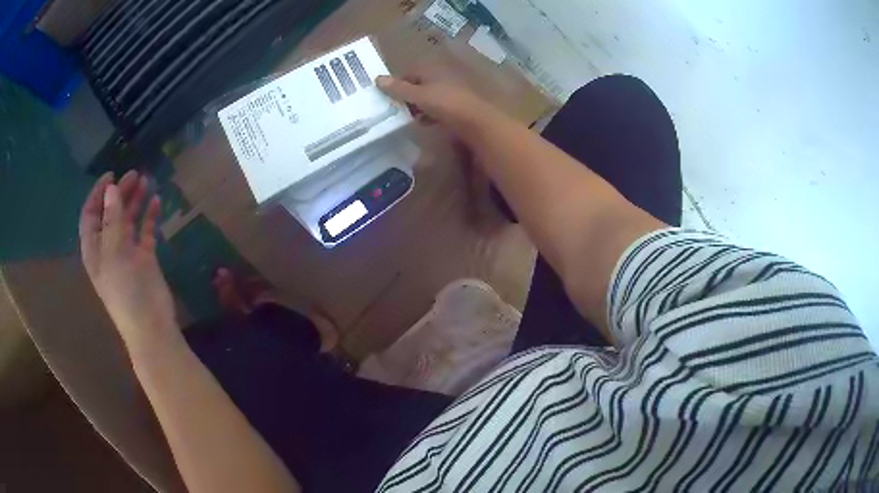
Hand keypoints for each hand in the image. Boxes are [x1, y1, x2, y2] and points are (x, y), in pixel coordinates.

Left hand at [79, 171, 178, 351]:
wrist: (151, 326)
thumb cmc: (126, 292)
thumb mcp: (114, 253)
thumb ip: (112, 220)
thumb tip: (111, 189)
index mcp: (95, 249)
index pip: (90, 215)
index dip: (97, 194)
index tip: (111, 175)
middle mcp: (108, 248)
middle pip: (110, 214)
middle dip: (119, 193)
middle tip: (134, 175)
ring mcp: (127, 253)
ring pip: (128, 220)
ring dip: (135, 201)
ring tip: (146, 181)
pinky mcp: (145, 258)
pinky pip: (145, 231)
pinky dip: (149, 217)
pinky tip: (157, 202)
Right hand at [377, 75, 503, 141]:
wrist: (477, 120)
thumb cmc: (445, 102)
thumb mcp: (418, 95)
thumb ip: (398, 88)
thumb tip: (377, 79)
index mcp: (432, 68)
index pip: (409, 73)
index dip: (397, 84)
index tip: (387, 98)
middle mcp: (443, 75)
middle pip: (420, 84)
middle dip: (408, 96)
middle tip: (397, 109)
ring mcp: (453, 89)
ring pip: (430, 95)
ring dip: (420, 105)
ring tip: (411, 118)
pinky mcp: (460, 104)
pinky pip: (440, 106)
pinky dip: (432, 113)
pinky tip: (427, 123)